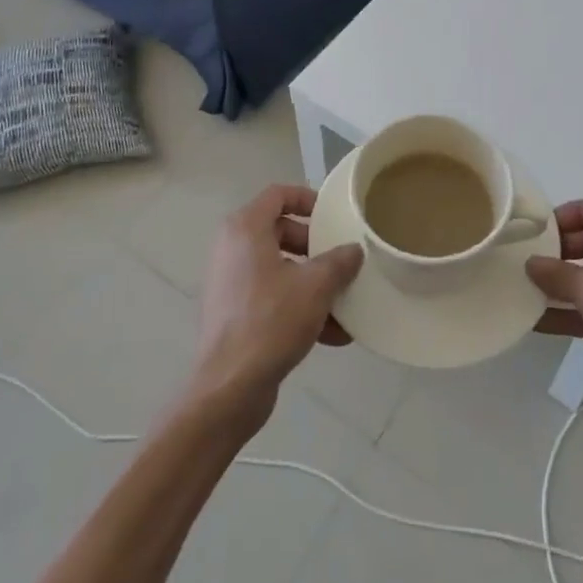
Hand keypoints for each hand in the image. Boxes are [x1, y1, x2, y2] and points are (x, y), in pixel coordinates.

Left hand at [189, 185, 362, 425]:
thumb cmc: (270, 321)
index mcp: (245, 229)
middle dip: (315, 247)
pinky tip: (333, 334)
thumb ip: (339, 262)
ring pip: (279, 268)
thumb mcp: (315, 287)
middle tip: (341, 262)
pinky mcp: (234, 313)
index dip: (307, 198)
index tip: (333, 216)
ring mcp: (230, 282)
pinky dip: (299, 307)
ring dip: (312, 283)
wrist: (229, 388)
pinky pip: (272, 297)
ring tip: (344, 303)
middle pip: (281, 231)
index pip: (278, 195)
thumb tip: (353, 250)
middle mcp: (232, 248)